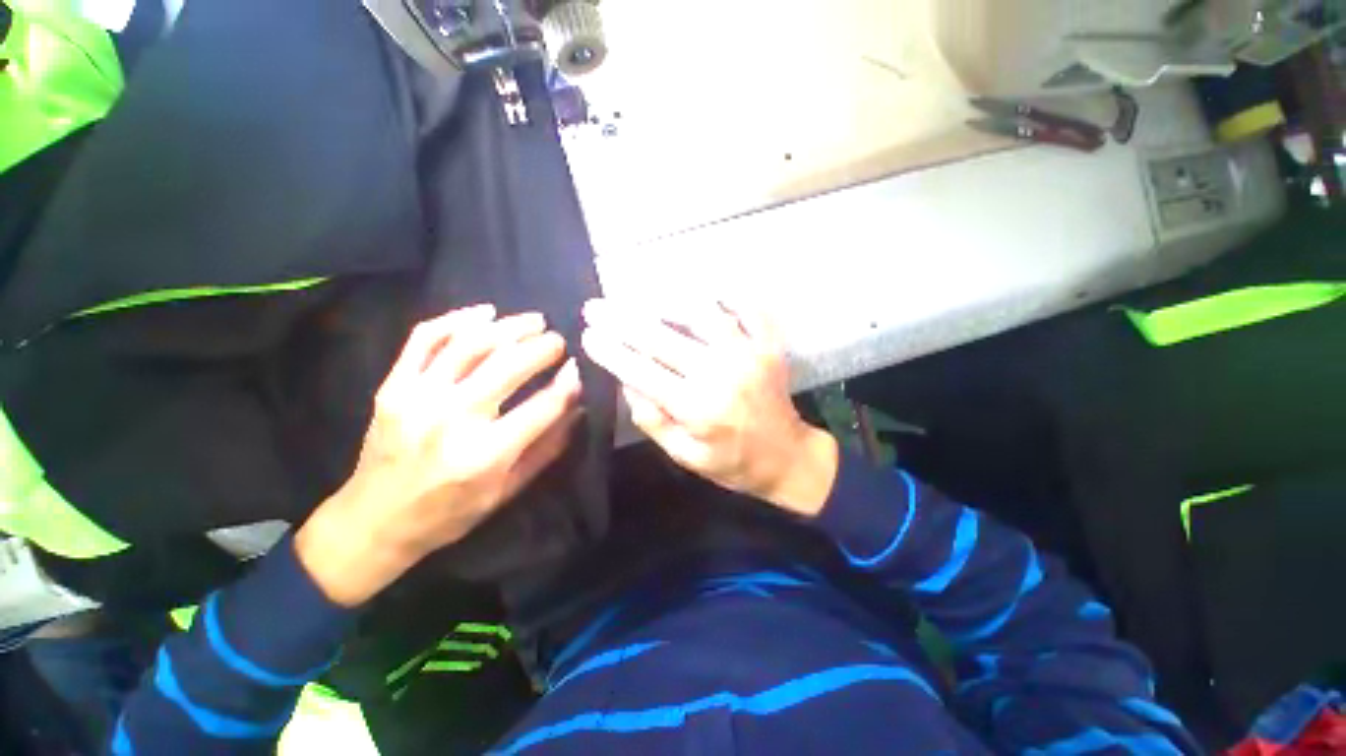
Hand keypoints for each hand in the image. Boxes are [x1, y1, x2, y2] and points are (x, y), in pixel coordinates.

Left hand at [296, 304, 582, 605]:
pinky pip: (425, 338)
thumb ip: (548, 446)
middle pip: (508, 365)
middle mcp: (452, 419)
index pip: (542, 406)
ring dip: (510, 326)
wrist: (374, 520)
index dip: (567, 383)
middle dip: (543, 347)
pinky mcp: (393, 386)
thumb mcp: (509, 489)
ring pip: (471, 344)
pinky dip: (457, 319)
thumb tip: (578, 406)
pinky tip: (485, 312)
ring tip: (534, 321)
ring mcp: (417, 397)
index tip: (578, 368)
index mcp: (486, 455)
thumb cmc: (451, 511)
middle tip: (558, 341)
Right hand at [581, 299, 837, 516]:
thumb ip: (655, 422)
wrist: (788, 458)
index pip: (642, 371)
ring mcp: (748, 354)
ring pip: (701, 314)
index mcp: (697, 407)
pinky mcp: (768, 346)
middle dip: (622, 319)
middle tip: (596, 306)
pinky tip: (706, 291)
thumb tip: (628, 383)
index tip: (588, 335)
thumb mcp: (687, 456)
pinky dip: (726, 296)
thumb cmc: (733, 463)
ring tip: (641, 296)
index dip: (612, 351)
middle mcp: (720, 374)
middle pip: (662, 337)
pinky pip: (747, 309)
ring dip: (666, 302)